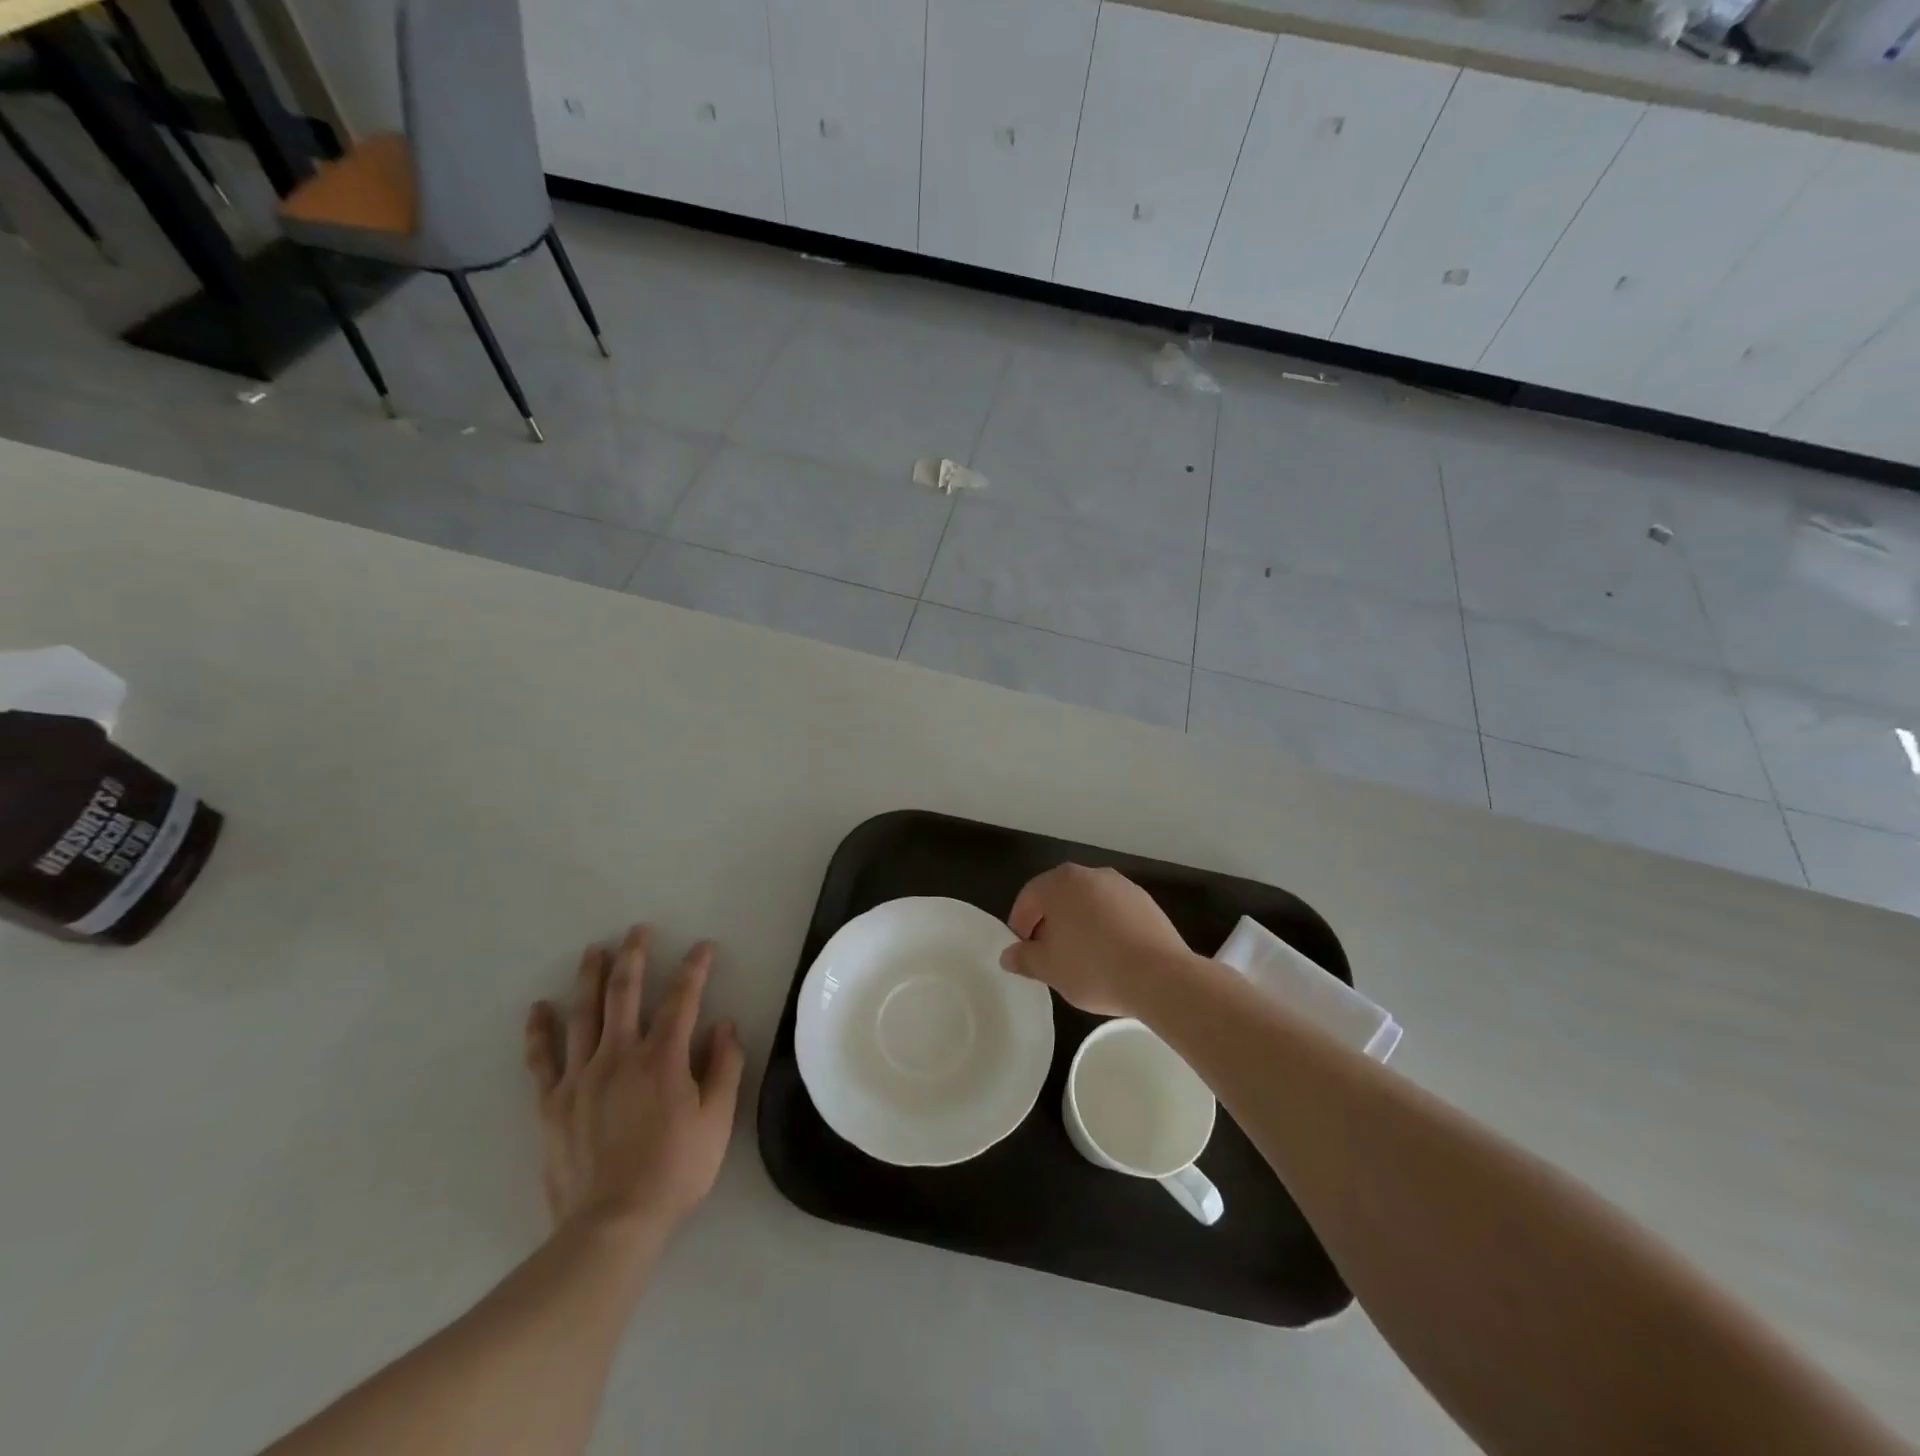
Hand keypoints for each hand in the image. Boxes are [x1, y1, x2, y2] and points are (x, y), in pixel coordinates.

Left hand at [524, 926, 743, 1246]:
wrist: (612, 1224)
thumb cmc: (675, 1170)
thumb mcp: (717, 1120)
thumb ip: (724, 1067)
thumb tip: (725, 1025)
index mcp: (663, 1058)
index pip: (683, 999)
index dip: (694, 969)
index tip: (703, 947)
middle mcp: (620, 1056)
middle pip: (625, 993)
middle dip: (634, 956)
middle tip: (636, 931)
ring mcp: (581, 1077)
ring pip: (583, 1014)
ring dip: (589, 978)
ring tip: (593, 951)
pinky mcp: (553, 1103)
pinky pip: (542, 1059)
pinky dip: (540, 1031)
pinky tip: (538, 1009)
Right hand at [999, 864, 1200, 1017]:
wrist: (1159, 976)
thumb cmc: (1092, 967)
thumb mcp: (1048, 968)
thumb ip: (1023, 958)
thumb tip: (1008, 955)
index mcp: (1061, 882)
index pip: (1029, 896)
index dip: (1020, 924)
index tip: (1022, 951)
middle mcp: (1091, 874)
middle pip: (1060, 896)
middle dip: (1049, 923)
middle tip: (1047, 954)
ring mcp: (1122, 886)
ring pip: (1089, 903)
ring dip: (1079, 924)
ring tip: (1079, 958)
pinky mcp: (1147, 903)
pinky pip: (1115, 913)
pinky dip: (1105, 928)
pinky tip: (1109, 956)